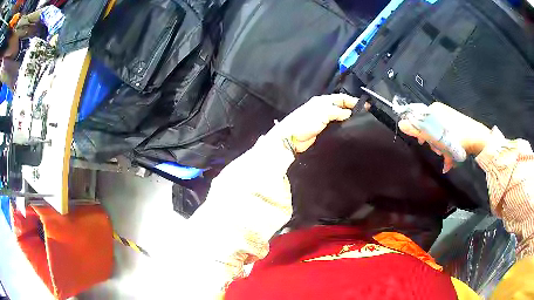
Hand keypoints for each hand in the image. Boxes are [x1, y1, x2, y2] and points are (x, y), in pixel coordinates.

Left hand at [268, 94, 357, 152]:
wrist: (290, 139)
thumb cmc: (304, 122)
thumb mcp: (322, 113)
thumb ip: (336, 111)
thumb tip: (349, 113)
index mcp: (322, 101)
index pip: (341, 98)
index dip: (353, 101)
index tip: (366, 106)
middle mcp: (323, 108)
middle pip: (341, 107)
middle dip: (352, 109)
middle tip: (365, 115)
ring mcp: (323, 120)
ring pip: (339, 117)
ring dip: (348, 119)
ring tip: (361, 123)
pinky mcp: (323, 131)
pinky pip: (336, 127)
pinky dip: (343, 127)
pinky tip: (350, 131)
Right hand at [398, 102, 490, 172]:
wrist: (478, 139)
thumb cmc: (456, 136)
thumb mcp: (435, 134)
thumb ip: (417, 129)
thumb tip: (400, 124)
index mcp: (434, 110)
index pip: (418, 119)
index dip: (419, 133)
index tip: (422, 143)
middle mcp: (441, 113)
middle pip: (428, 130)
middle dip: (433, 143)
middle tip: (439, 150)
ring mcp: (449, 121)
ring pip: (438, 137)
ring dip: (441, 149)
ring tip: (447, 157)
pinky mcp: (456, 129)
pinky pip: (447, 140)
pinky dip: (447, 150)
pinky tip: (449, 161)